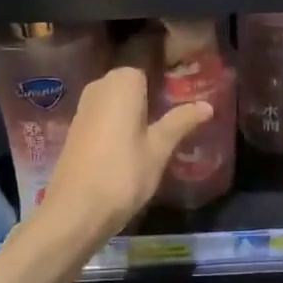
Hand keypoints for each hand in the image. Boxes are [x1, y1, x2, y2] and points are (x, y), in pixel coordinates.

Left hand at [36, 67, 212, 246]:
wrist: (75, 211)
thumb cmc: (123, 174)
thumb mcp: (159, 148)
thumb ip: (181, 122)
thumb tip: (207, 105)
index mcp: (122, 83)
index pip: (149, 71)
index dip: (166, 87)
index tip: (183, 103)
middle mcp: (99, 87)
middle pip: (132, 86)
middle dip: (151, 101)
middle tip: (176, 122)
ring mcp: (84, 108)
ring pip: (117, 103)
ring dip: (134, 115)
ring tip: (158, 137)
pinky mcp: (75, 130)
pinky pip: (104, 117)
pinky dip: (118, 127)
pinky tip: (131, 149)